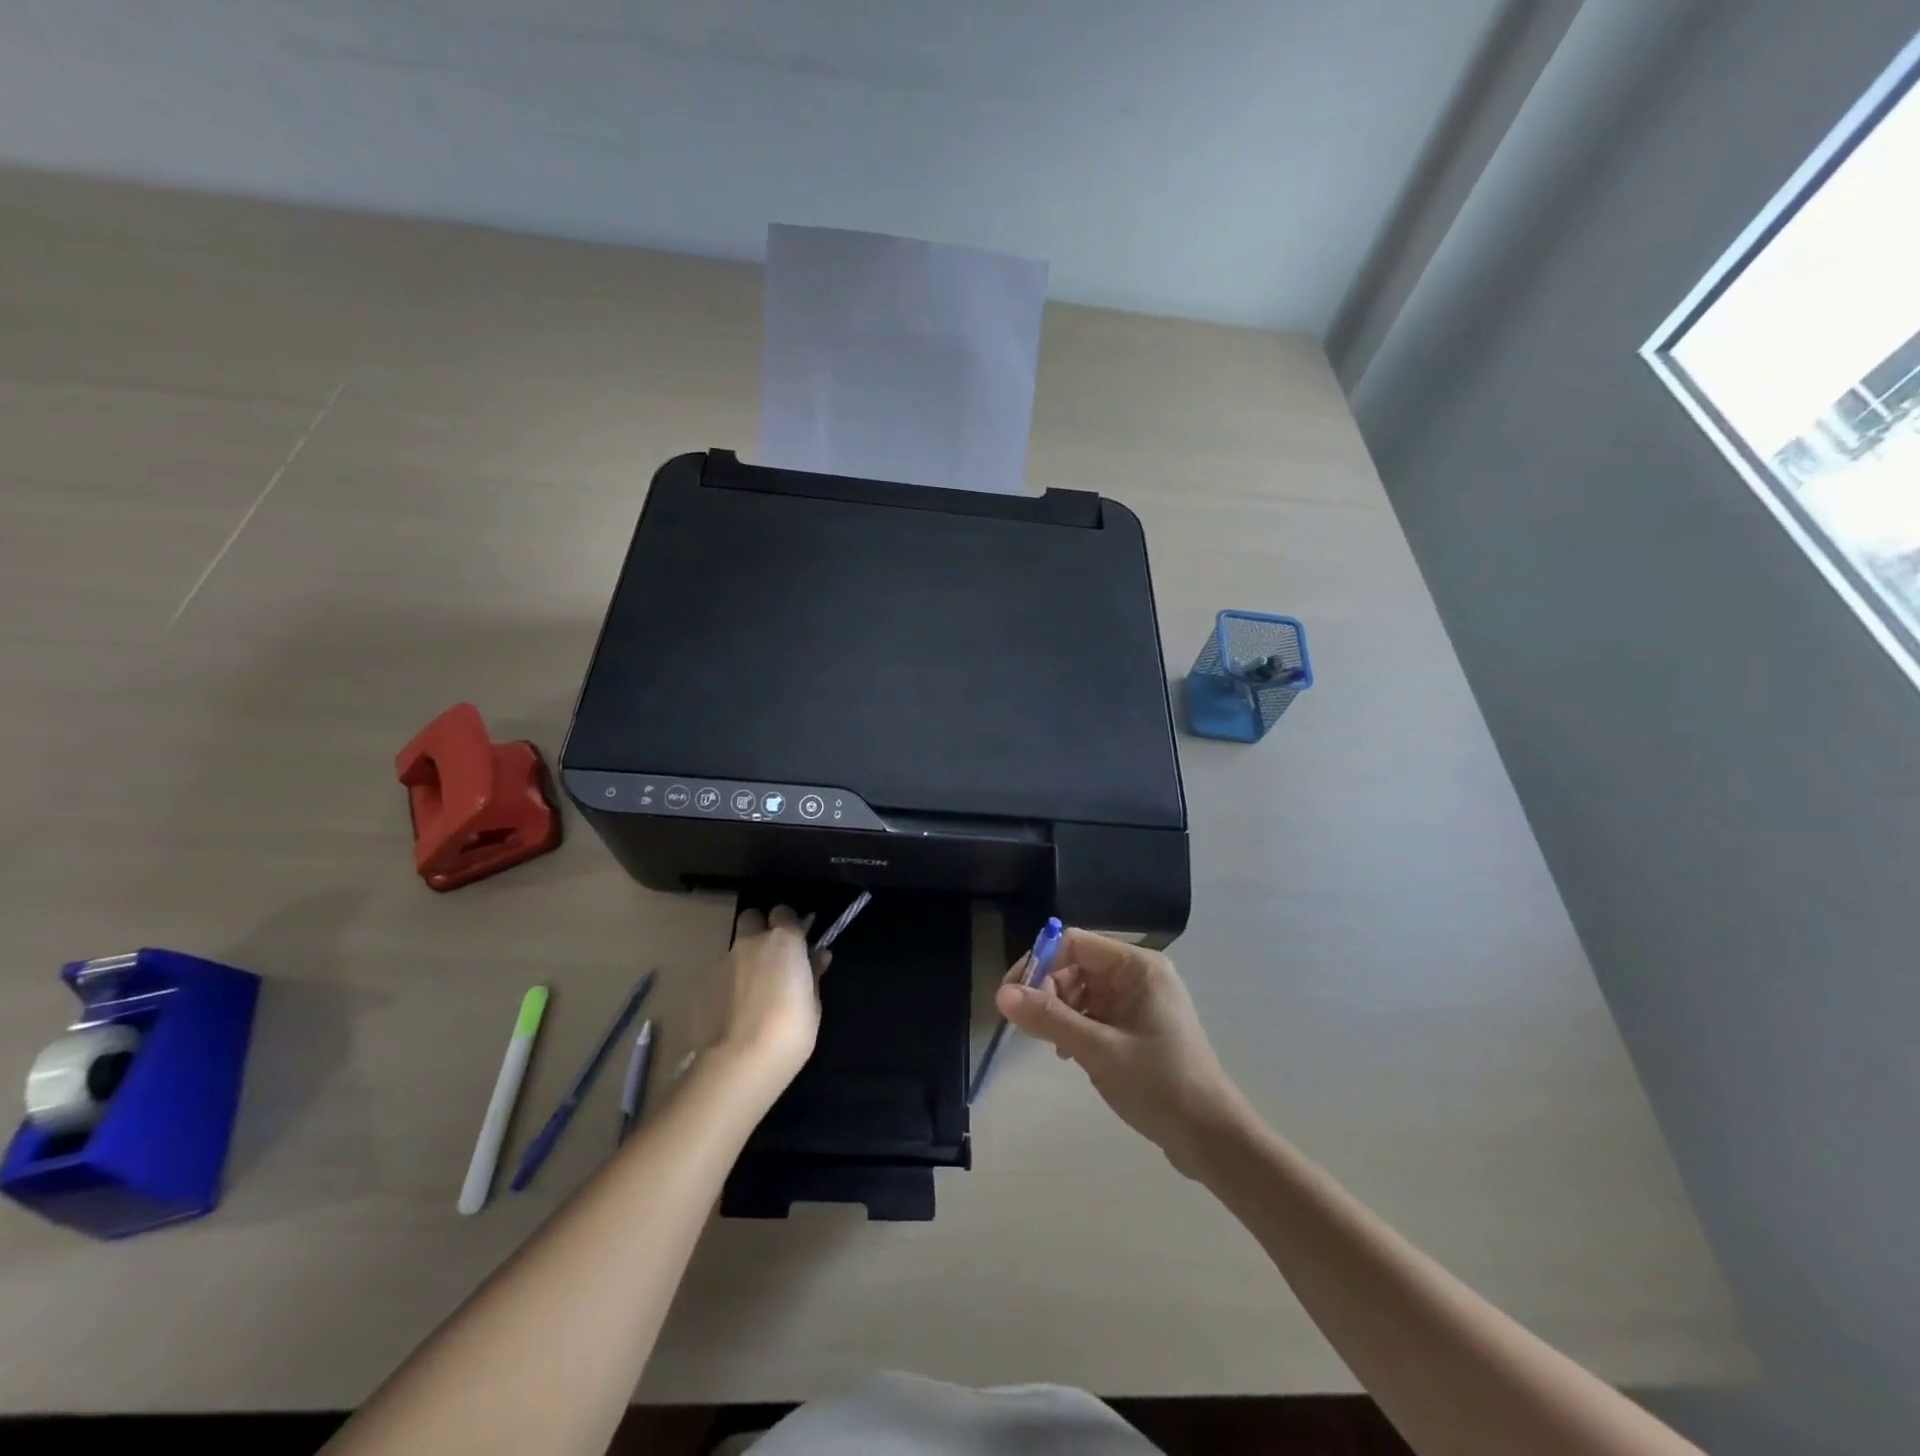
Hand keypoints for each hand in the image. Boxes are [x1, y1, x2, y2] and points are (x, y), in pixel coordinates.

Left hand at [708, 906, 827, 1095]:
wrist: (739, 1062)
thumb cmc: (790, 1031)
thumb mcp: (813, 1004)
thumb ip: (812, 974)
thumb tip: (817, 956)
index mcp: (784, 941)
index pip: (784, 912)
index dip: (789, 924)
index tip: (795, 943)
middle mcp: (750, 942)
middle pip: (751, 918)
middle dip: (759, 930)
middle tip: (770, 959)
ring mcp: (722, 962)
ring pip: (734, 950)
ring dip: (743, 962)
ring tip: (751, 996)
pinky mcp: (702, 985)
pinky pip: (719, 976)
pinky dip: (727, 986)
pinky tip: (733, 1013)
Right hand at [996, 929, 1251, 1175]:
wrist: (1211, 1138)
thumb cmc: (1159, 1085)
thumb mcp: (1099, 1050)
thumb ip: (1050, 1019)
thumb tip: (1002, 995)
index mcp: (1137, 967)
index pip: (1075, 943)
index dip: (1040, 963)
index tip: (1013, 996)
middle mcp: (1139, 975)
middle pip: (1077, 965)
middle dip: (1049, 990)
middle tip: (1028, 1026)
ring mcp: (1140, 1001)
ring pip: (1083, 990)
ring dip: (1061, 1012)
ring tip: (1053, 1045)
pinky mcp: (1138, 1026)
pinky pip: (1096, 1012)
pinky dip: (1077, 1027)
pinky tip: (1069, 1053)